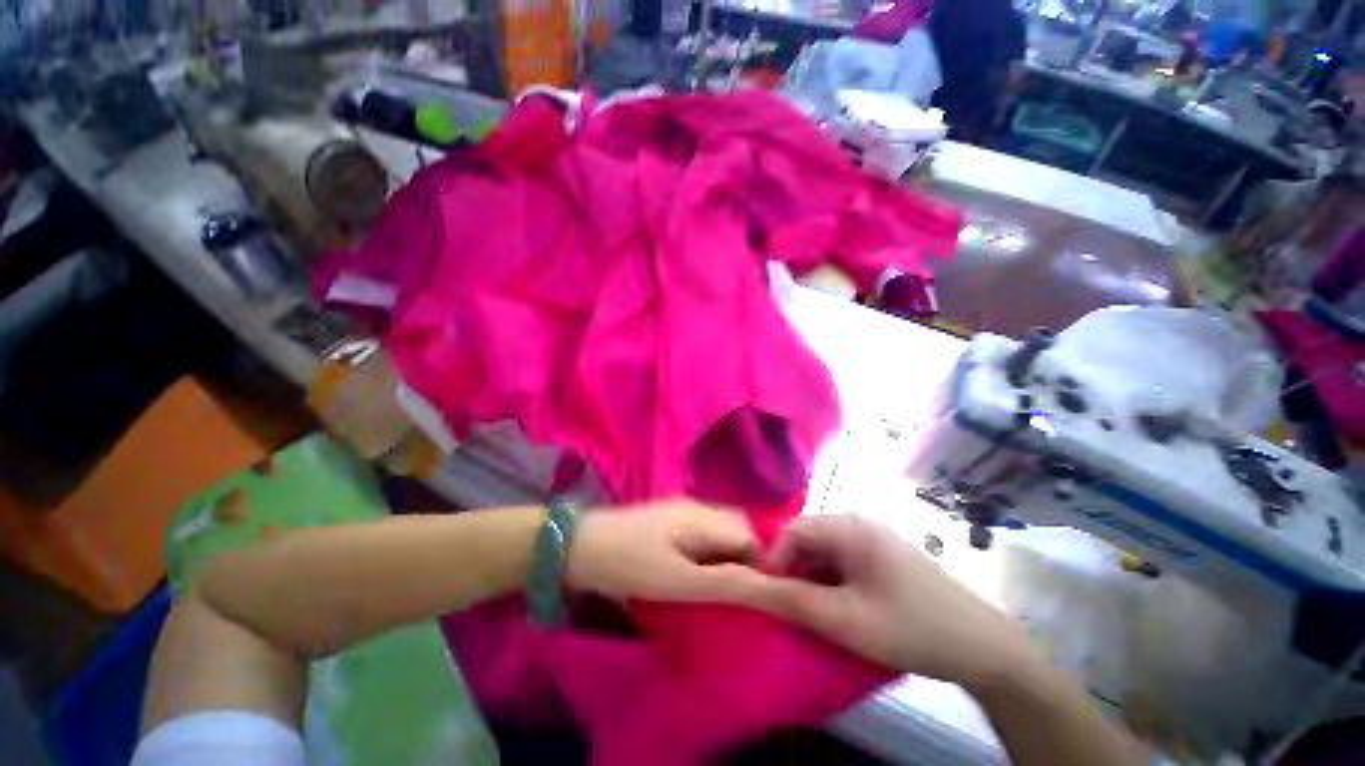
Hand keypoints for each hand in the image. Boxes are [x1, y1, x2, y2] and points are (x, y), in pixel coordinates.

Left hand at [567, 499, 769, 603]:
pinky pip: (700, 533)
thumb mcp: (678, 580)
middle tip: (730, 592)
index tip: (746, 595)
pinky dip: (707, 552)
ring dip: (725, 556)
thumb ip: (725, 580)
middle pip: (736, 529)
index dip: (757, 565)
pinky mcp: (666, 519)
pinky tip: (692, 571)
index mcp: (703, 517)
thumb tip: (769, 582)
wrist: (578, 546)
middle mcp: (696, 507)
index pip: (750, 536)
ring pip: (718, 531)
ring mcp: (679, 510)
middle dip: (743, 559)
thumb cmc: (629, 564)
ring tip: (713, 587)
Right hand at [743, 515, 1038, 687]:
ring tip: (813, 615)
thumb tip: (749, 585)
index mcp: (850, 527)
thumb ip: (793, 600)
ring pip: (825, 554)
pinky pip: (843, 564)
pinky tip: (838, 611)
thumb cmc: (911, 628)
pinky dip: (831, 585)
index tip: (769, 597)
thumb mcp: (846, 619)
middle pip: (808, 540)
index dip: (773, 559)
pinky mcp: (884, 559)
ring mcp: (874, 542)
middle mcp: (859, 525)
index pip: (792, 530)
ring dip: (811, 581)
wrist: (986, 651)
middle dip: (793, 572)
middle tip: (791, 610)